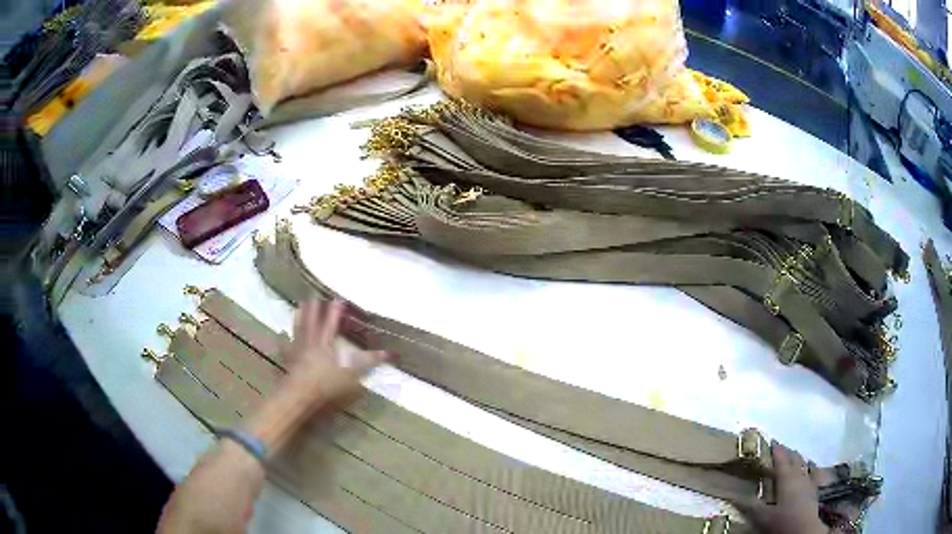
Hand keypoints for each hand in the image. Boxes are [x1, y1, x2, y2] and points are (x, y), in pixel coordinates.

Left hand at [284, 298, 388, 402]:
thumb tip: (391, 352)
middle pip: (311, 321)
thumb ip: (370, 361)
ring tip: (298, 307)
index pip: (332, 322)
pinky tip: (279, 339)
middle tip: (313, 296)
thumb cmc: (328, 384)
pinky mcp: (288, 362)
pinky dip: (281, 343)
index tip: (338, 298)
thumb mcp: (354, 373)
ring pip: (298, 330)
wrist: (300, 394)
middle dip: (313, 308)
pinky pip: (284, 349)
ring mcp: (297, 351)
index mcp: (326, 343)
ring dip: (299, 318)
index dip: (335, 310)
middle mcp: (310, 342)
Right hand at [734, 442, 829, 533]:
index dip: (775, 450)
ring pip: (803, 463)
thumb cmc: (782, 521)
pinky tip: (811, 464)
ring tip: (792, 455)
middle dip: (786, 452)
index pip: (780, 459)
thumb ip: (750, 506)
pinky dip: (811, 466)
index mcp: (786, 477)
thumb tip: (733, 495)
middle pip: (794, 458)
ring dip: (797, 458)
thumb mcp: (762, 516)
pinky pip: (814, 472)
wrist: (804, 530)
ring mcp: (809, 480)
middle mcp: (799, 474)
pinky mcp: (815, 488)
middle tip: (779, 449)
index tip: (770, 441)